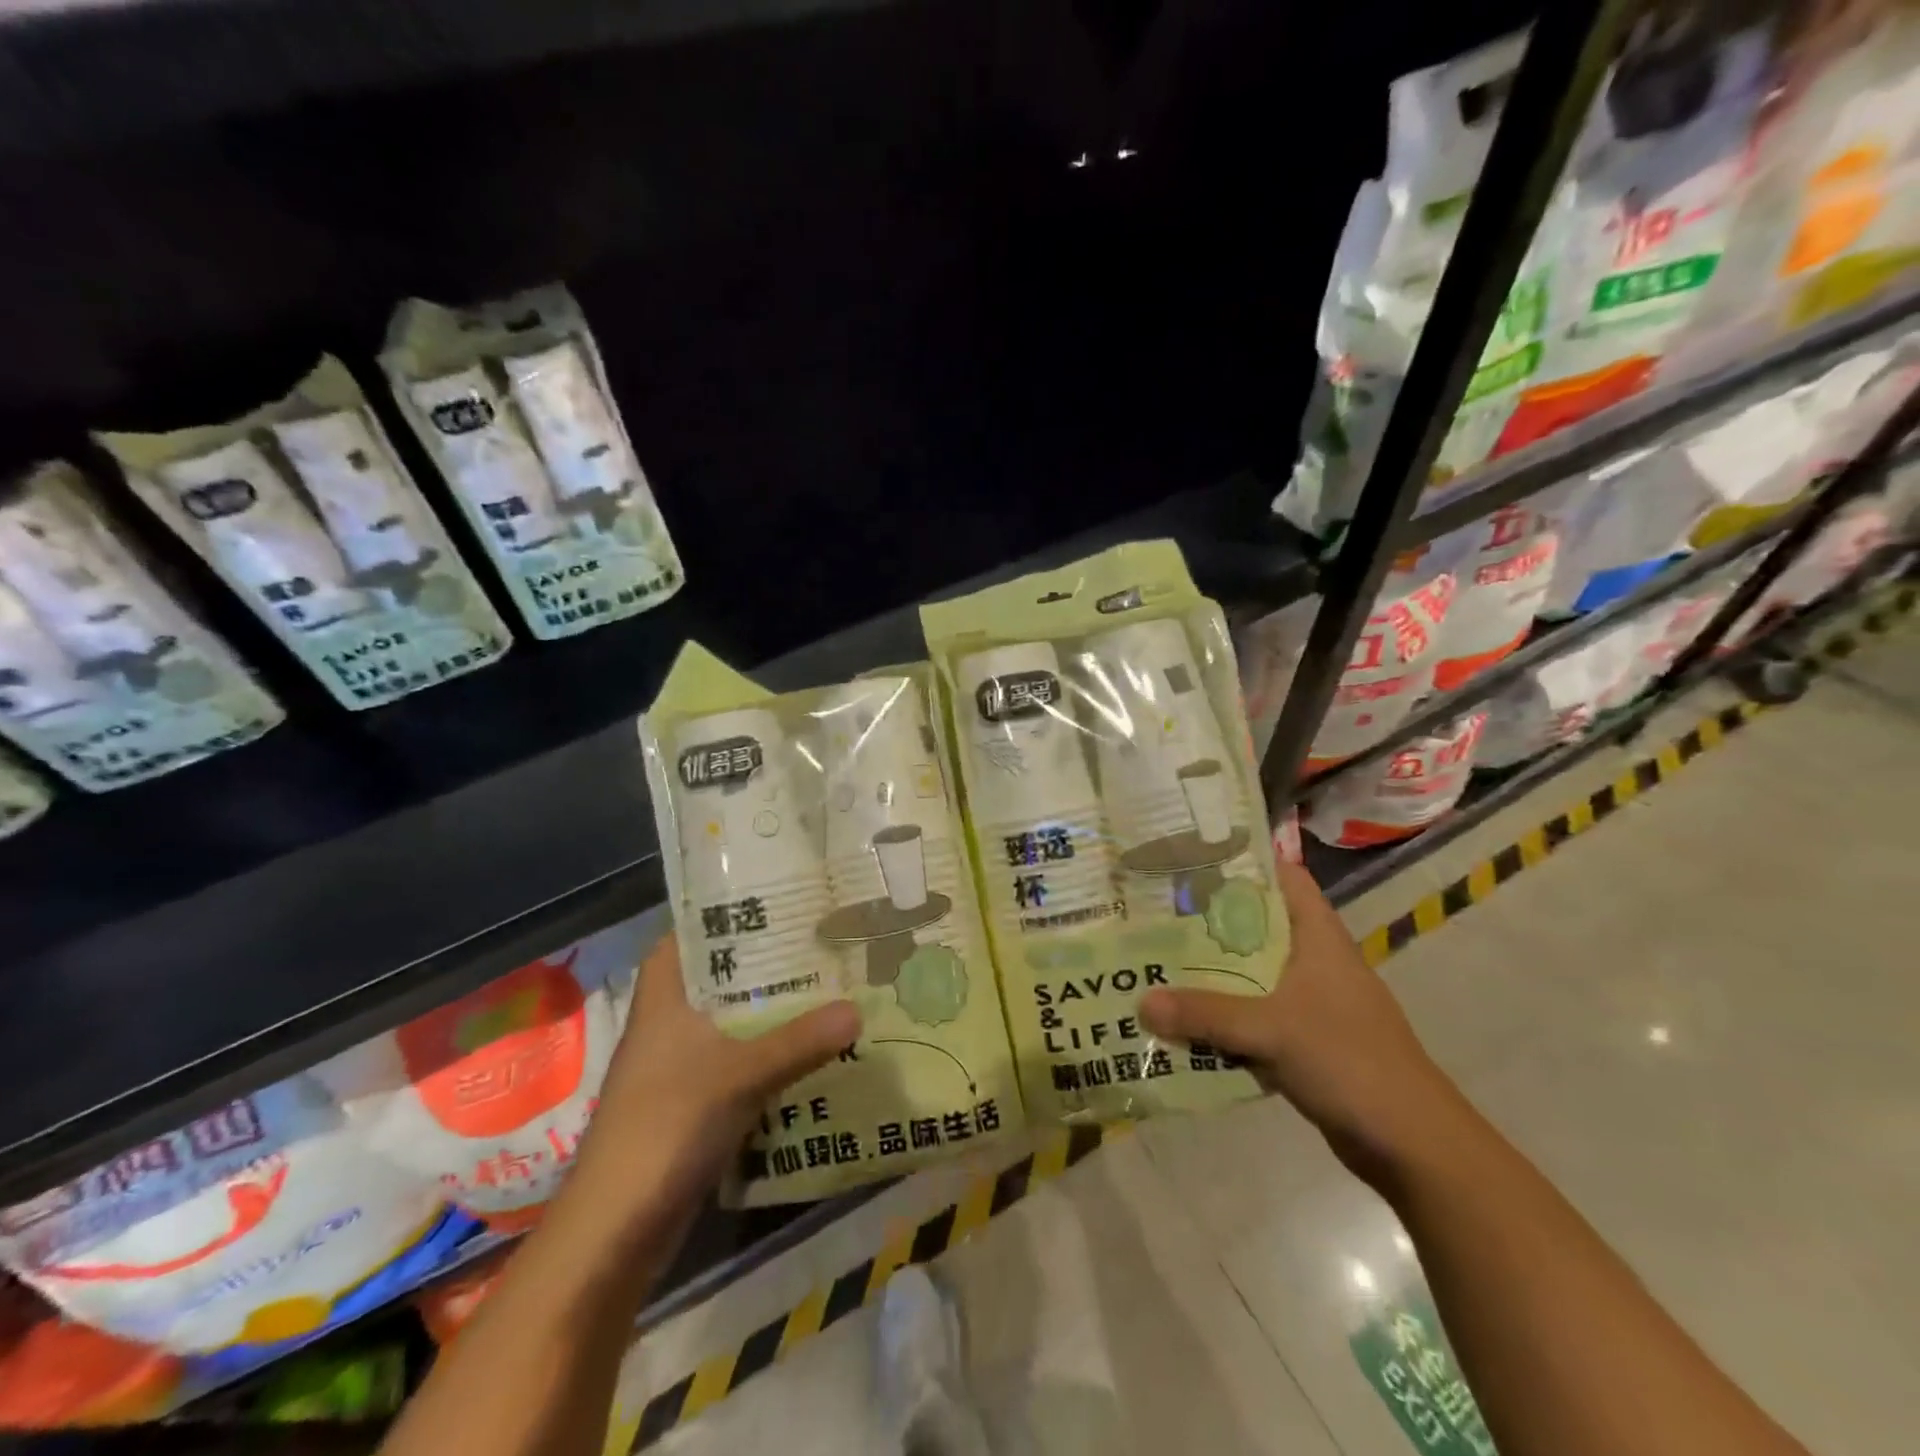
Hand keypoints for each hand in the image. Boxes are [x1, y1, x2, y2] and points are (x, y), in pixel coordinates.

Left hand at [577, 936, 860, 1211]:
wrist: (616, 1228)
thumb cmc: (667, 1125)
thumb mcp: (740, 1075)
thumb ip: (800, 1041)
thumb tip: (857, 1009)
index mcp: (664, 999)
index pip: (684, 937)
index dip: (719, 915)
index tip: (770, 901)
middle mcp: (668, 1024)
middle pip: (716, 978)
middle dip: (761, 963)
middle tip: (815, 940)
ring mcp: (677, 1067)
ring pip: (728, 1022)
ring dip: (768, 1010)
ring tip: (822, 986)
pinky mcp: (691, 1104)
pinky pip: (735, 1062)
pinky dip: (766, 1054)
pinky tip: (806, 1050)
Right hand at [1140, 857, 1464, 1185]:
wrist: (1411, 1143)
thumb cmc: (1349, 1061)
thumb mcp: (1271, 1030)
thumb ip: (1204, 1013)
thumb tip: (1140, 1002)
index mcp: (1318, 937)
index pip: (1283, 877)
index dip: (1243, 862)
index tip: (1190, 859)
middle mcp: (1313, 960)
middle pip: (1256, 924)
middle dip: (1208, 920)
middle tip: (1154, 911)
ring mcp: (1310, 1001)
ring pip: (1250, 972)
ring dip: (1210, 971)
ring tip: (1156, 958)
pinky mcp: (1304, 1039)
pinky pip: (1252, 1014)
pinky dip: (1222, 1014)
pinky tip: (1182, 1018)